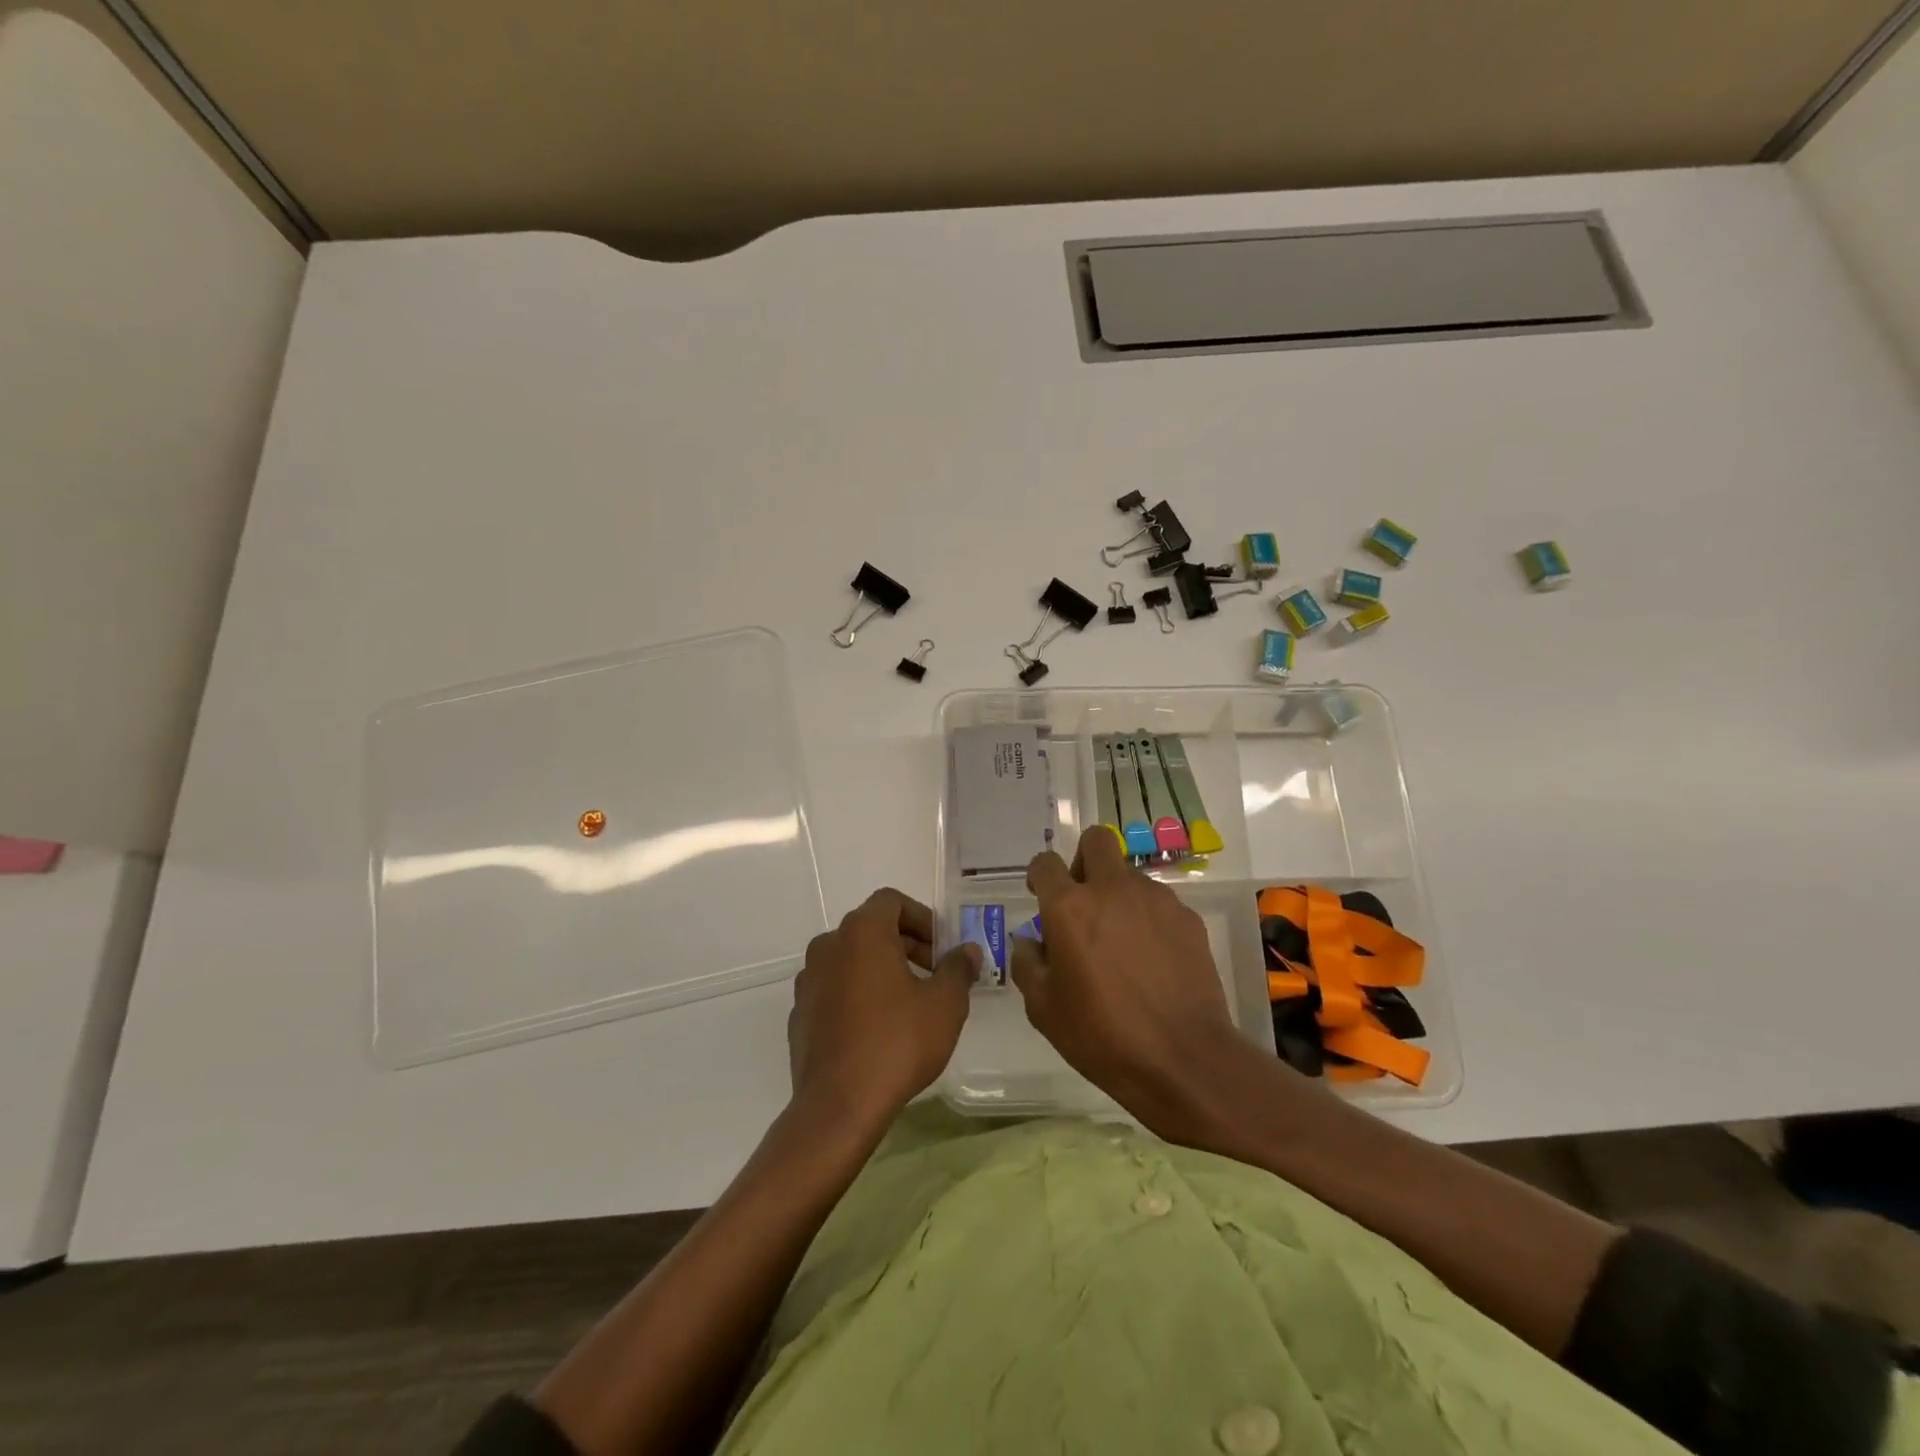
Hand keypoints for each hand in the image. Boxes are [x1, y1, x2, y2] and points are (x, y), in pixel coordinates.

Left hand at [788, 889, 978, 1129]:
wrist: (839, 1105)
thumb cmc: (897, 1042)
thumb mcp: (945, 1004)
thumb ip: (958, 969)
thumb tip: (967, 951)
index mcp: (862, 932)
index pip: (891, 901)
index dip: (922, 918)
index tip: (941, 947)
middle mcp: (828, 945)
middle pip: (871, 928)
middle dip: (906, 944)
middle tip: (934, 974)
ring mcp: (808, 980)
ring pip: (851, 959)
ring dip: (880, 969)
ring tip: (908, 1003)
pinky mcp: (799, 1013)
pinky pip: (834, 989)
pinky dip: (857, 994)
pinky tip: (877, 1029)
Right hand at [1011, 826, 1245, 1130]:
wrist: (1183, 1059)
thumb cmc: (1102, 1035)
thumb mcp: (1044, 1010)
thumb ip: (1027, 965)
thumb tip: (1029, 942)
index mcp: (1069, 908)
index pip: (1045, 863)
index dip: (1039, 876)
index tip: (1040, 895)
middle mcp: (1111, 890)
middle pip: (1095, 840)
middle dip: (1083, 860)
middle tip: (1082, 899)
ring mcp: (1155, 900)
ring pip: (1129, 874)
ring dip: (1118, 894)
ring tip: (1121, 941)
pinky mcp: (1187, 917)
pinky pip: (1159, 903)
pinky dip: (1148, 918)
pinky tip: (1151, 958)